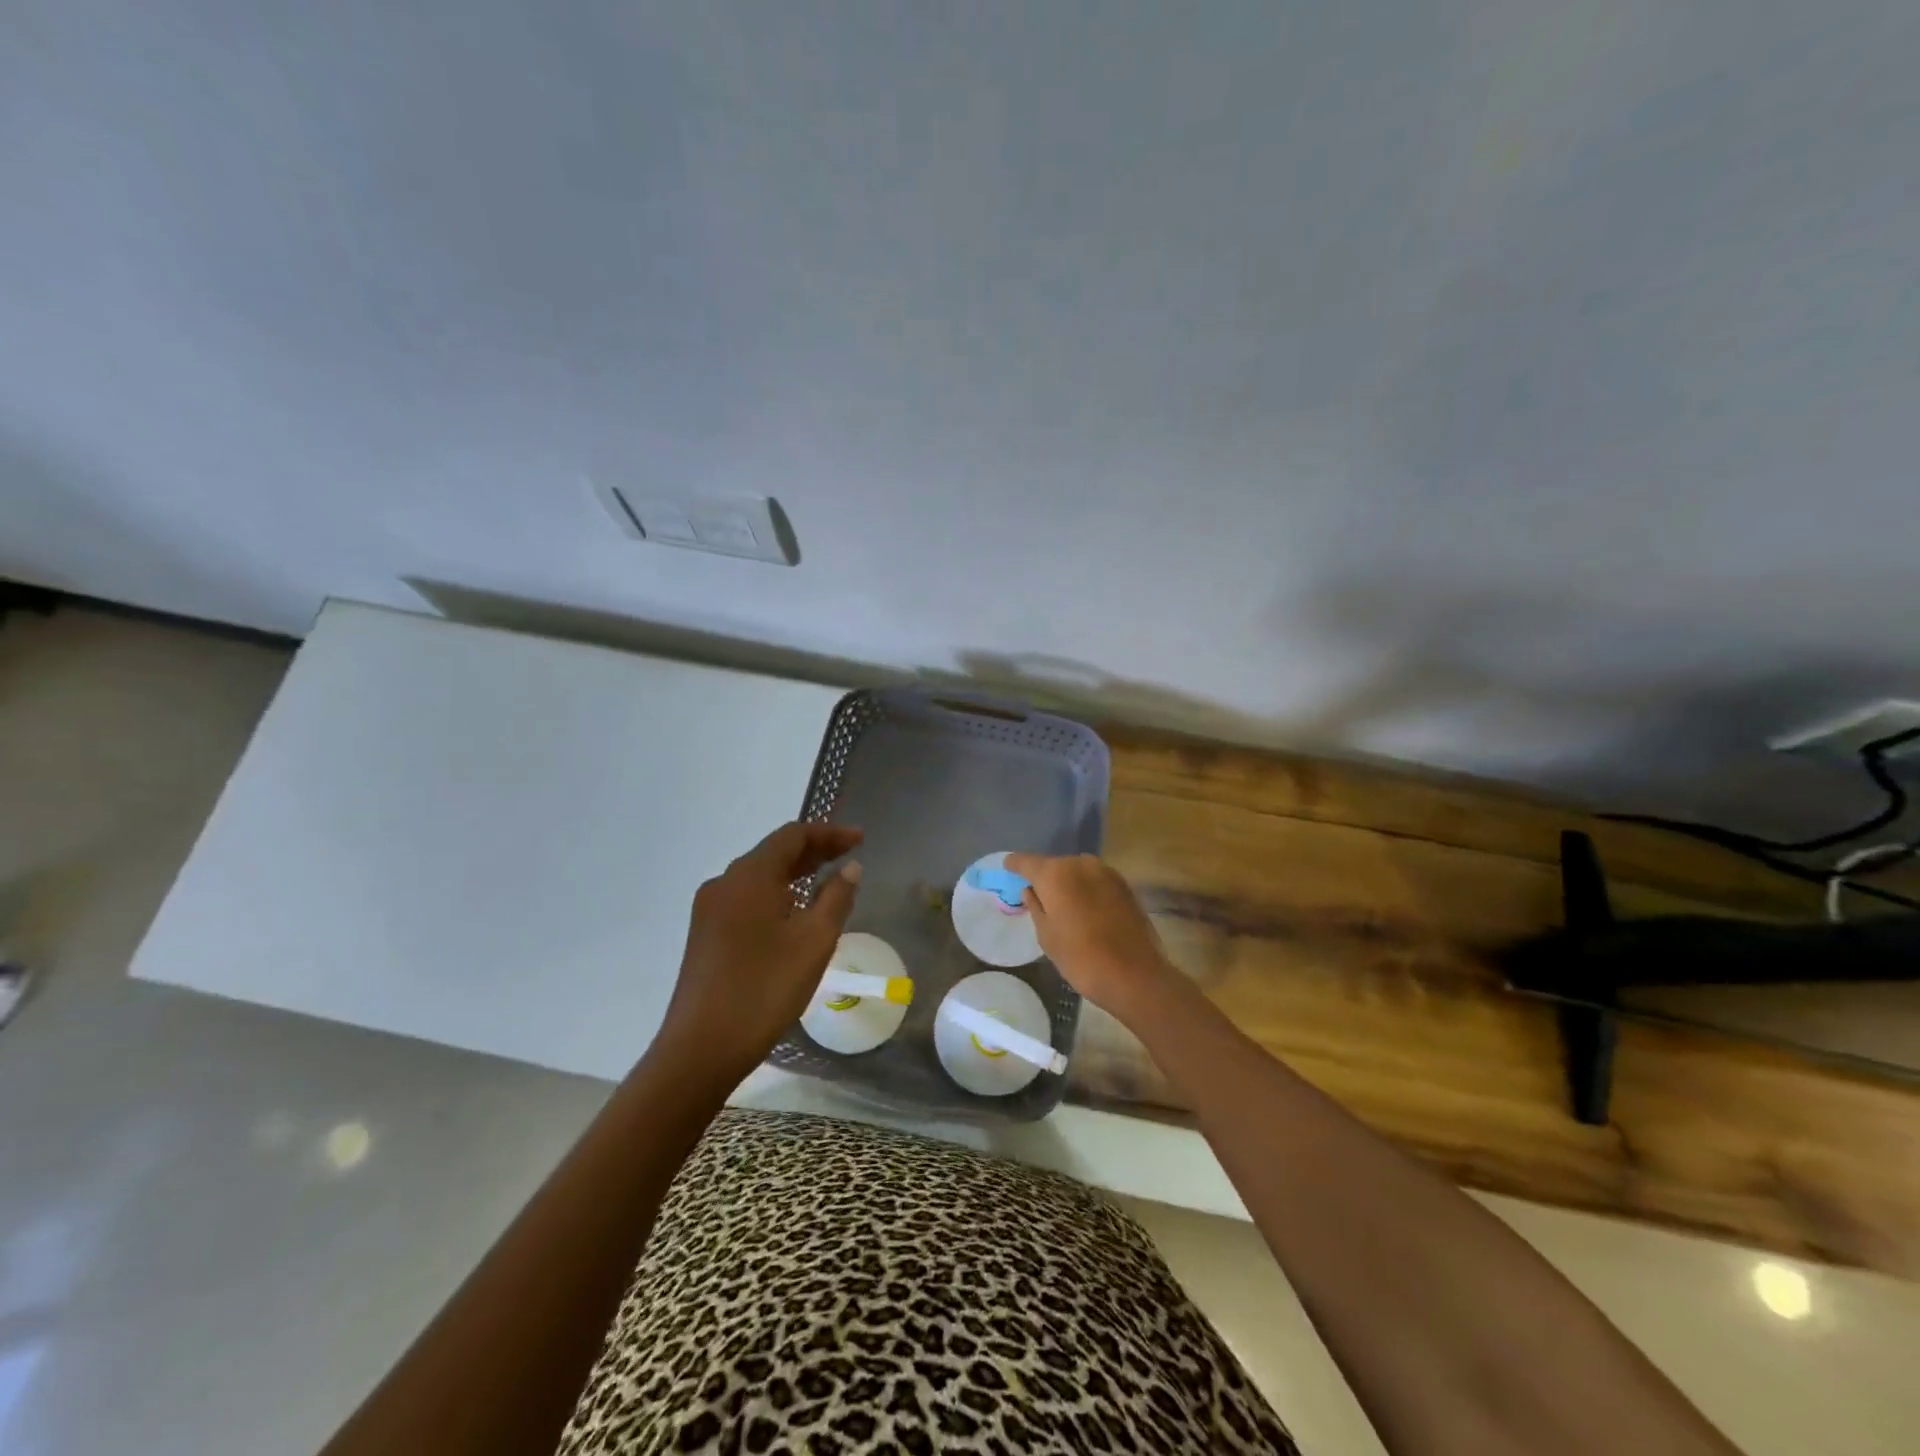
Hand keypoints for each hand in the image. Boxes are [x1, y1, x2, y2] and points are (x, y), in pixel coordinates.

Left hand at [656, 821, 863, 1086]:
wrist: (701, 1048)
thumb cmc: (765, 988)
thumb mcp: (814, 941)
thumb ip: (836, 897)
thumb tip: (850, 867)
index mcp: (749, 875)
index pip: (793, 836)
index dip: (829, 833)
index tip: (860, 839)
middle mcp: (724, 882)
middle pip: (774, 853)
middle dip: (814, 851)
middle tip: (850, 857)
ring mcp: (710, 909)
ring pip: (759, 877)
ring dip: (795, 873)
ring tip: (827, 882)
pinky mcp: (705, 934)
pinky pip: (746, 899)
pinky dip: (776, 894)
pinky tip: (794, 914)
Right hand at [1002, 852, 1181, 1020]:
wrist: (1134, 975)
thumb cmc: (1081, 958)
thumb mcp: (1047, 936)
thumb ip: (1035, 907)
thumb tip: (1031, 890)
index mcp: (1055, 874)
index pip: (1027, 861)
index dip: (1015, 864)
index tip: (1007, 867)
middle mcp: (1080, 864)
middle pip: (1054, 864)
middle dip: (1044, 876)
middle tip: (1037, 893)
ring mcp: (1106, 872)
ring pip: (1077, 871)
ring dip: (1068, 882)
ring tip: (1062, 903)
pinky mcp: (1124, 885)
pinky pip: (1096, 880)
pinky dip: (1086, 889)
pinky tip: (1085, 908)